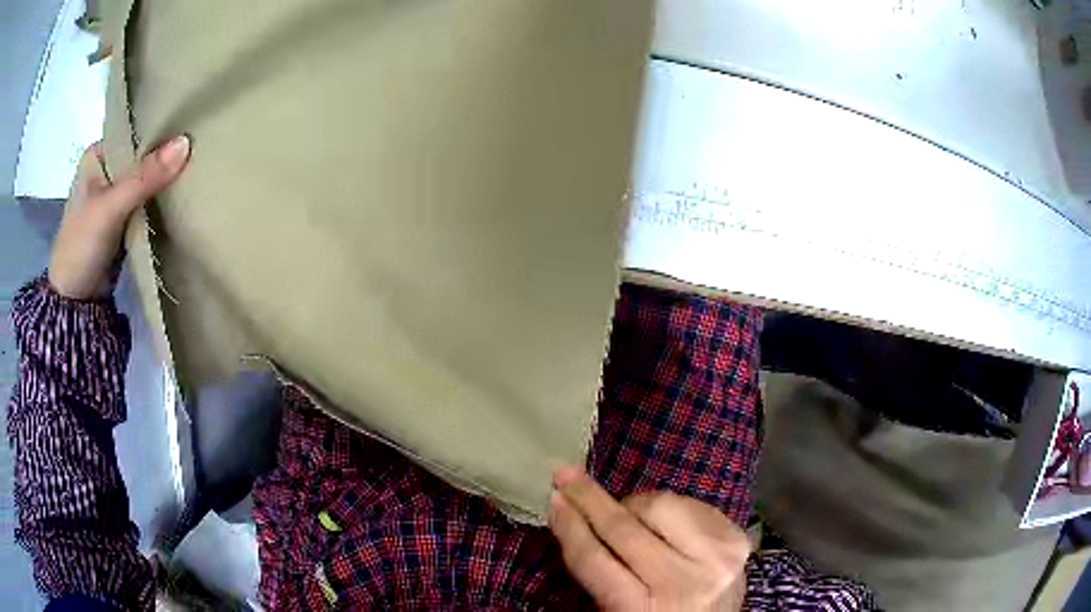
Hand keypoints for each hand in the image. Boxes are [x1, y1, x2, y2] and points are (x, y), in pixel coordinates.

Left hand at [49, 136, 190, 299]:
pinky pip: (147, 203)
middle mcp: (106, 170)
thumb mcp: (110, 208)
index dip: (160, 130)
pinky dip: (161, 202)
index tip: (191, 126)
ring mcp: (114, 197)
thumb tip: (186, 143)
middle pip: (142, 156)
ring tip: (198, 167)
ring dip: (165, 181)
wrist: (75, 303)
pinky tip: (181, 195)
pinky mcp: (123, 220)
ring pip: (146, 180)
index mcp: (98, 155)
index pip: (134, 132)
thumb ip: (144, 177)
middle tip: (200, 147)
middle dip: (165, 157)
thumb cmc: (81, 246)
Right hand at [549, 467, 748, 610]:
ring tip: (627, 518)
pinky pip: (690, 503)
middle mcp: (685, 584)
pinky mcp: (737, 539)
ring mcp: (717, 559)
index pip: (595, 561)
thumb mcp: (617, 609)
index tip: (553, 499)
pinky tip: (661, 522)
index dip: (570, 527)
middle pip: (626, 529)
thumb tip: (570, 513)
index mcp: (643, 611)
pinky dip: (667, 507)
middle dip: (589, 498)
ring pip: (661, 505)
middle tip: (567, 474)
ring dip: (634, 505)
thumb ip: (597, 571)